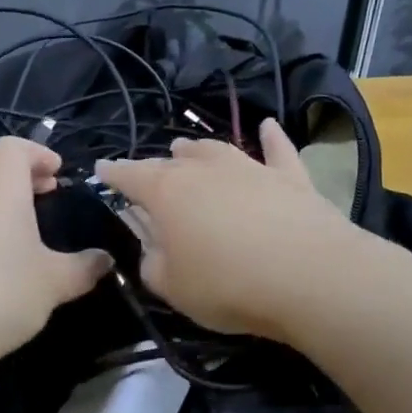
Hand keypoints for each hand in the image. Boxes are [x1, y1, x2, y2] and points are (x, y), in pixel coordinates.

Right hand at [97, 120, 359, 342]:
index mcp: (166, 193)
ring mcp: (249, 168)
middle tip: (147, 172)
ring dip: (198, 149)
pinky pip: (278, 150)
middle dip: (155, 165)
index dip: (113, 173)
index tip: (101, 168)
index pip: (130, 176)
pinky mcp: (290, 178)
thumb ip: (153, 263)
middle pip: (172, 162)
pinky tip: (268, 125)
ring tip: (186, 147)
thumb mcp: (172, 287)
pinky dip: (271, 138)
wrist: (310, 276)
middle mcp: (204, 170)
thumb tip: (155, 248)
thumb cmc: (228, 284)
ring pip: (216, 150)